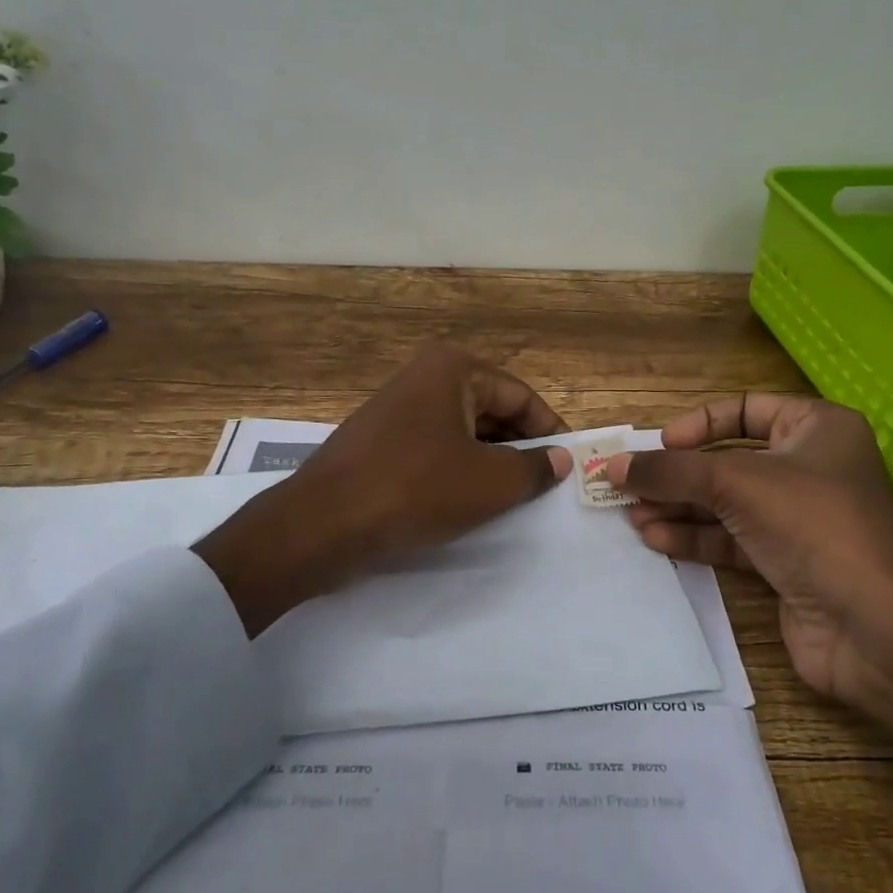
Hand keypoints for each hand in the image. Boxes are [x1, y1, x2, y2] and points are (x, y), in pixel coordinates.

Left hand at [195, 342, 570, 635]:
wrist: (321, 524)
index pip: (521, 397)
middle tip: (546, 487)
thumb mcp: (488, 483)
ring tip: (513, 500)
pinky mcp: (380, 441)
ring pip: (464, 433)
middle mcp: (424, 376)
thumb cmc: (414, 490)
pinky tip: (468, 503)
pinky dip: (458, 471)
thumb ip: (533, 469)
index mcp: (453, 369)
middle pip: (492, 410)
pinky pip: (435, 449)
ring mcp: (397, 408)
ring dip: (491, 463)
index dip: (551, 431)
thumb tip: (561, 460)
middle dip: (521, 448)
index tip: (571, 466)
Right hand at [604, 395, 892, 775]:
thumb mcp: (735, 483)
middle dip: (678, 474)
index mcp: (816, 429)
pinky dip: (694, 537)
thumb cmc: (812, 525)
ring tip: (631, 514)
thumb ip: (670, 471)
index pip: (745, 409)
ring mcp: (798, 519)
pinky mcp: (786, 563)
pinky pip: (731, 540)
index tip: (661, 445)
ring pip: (725, 504)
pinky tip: (656, 537)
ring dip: (678, 507)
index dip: (699, 424)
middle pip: (728, 461)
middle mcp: (809, 468)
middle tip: (628, 484)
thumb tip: (613, 467)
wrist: (875, 626)